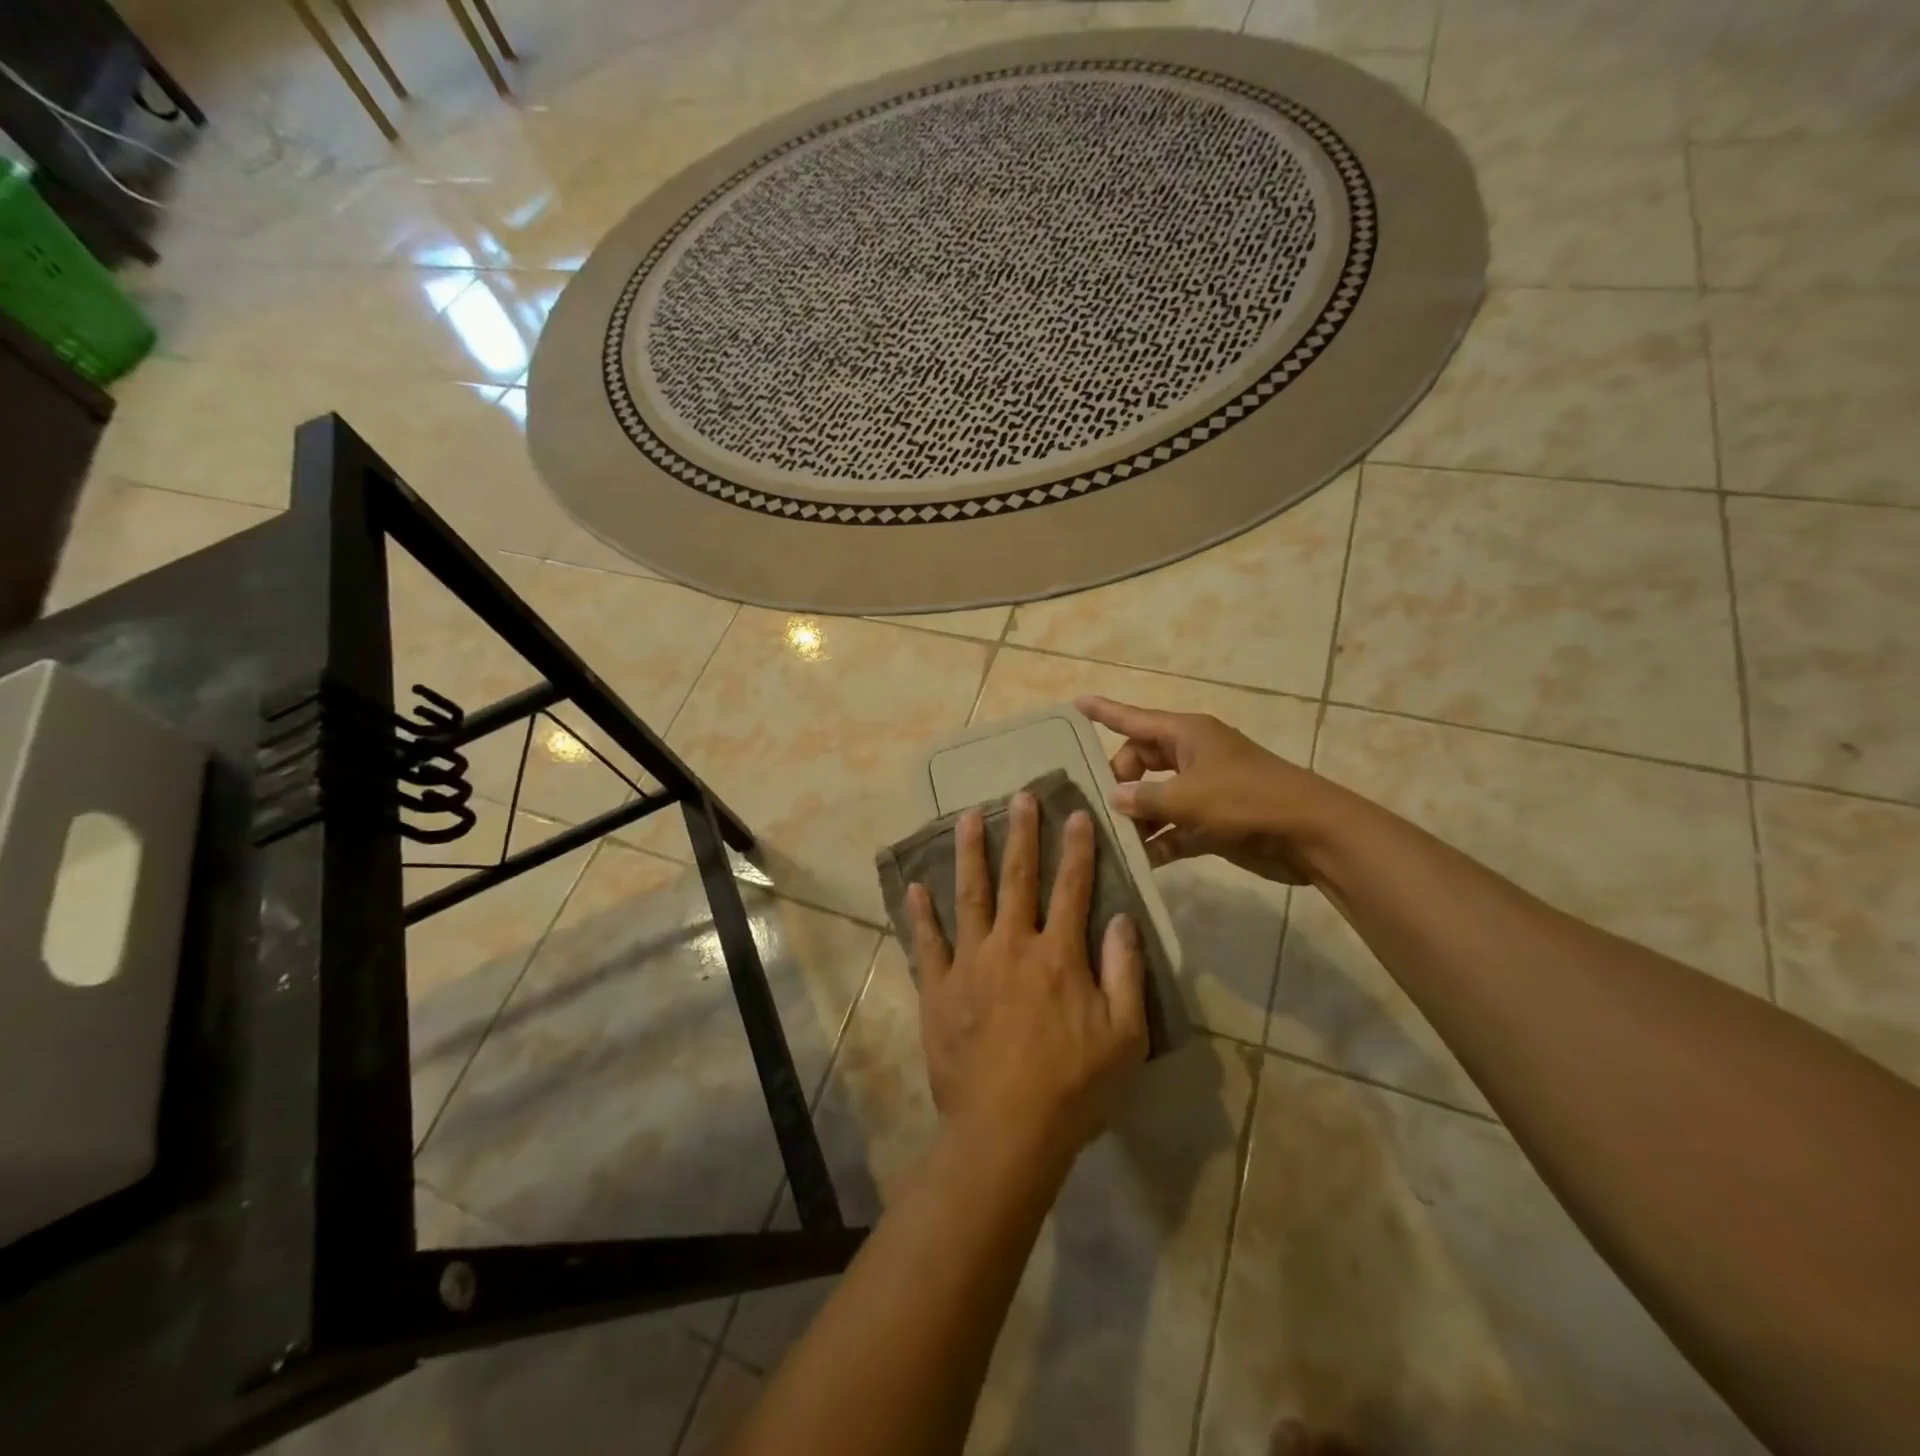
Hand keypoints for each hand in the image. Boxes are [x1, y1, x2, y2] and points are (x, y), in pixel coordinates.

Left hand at [906, 791, 1147, 1164]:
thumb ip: (1126, 973)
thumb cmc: (1073, 1088)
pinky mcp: (939, 989)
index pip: (1072, 888)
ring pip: (969, 896)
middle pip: (1018, 878)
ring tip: (967, 817)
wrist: (1005, 1132)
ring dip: (970, 854)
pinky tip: (915, 886)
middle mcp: (1012, 946)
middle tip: (1019, 796)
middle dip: (1022, 834)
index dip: (1077, 849)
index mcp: (1058, 956)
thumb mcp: (1124, 1037)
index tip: (1077, 813)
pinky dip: (921, 914)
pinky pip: (927, 944)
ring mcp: (970, 965)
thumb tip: (1123, 919)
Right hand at [1076, 695, 1331, 885]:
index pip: (1134, 718)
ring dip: (1138, 818)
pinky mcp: (1213, 821)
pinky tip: (1141, 861)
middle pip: (1140, 761)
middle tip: (1100, 806)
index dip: (1104, 711)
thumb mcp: (1188, 797)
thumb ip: (1145, 798)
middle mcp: (1191, 756)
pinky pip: (1175, 827)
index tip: (1075, 703)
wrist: (1309, 833)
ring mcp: (1204, 789)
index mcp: (1186, 734)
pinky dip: (1160, 841)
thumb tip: (1115, 798)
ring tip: (1111, 839)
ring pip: (1156, 797)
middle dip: (1119, 781)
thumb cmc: (1246, 799)